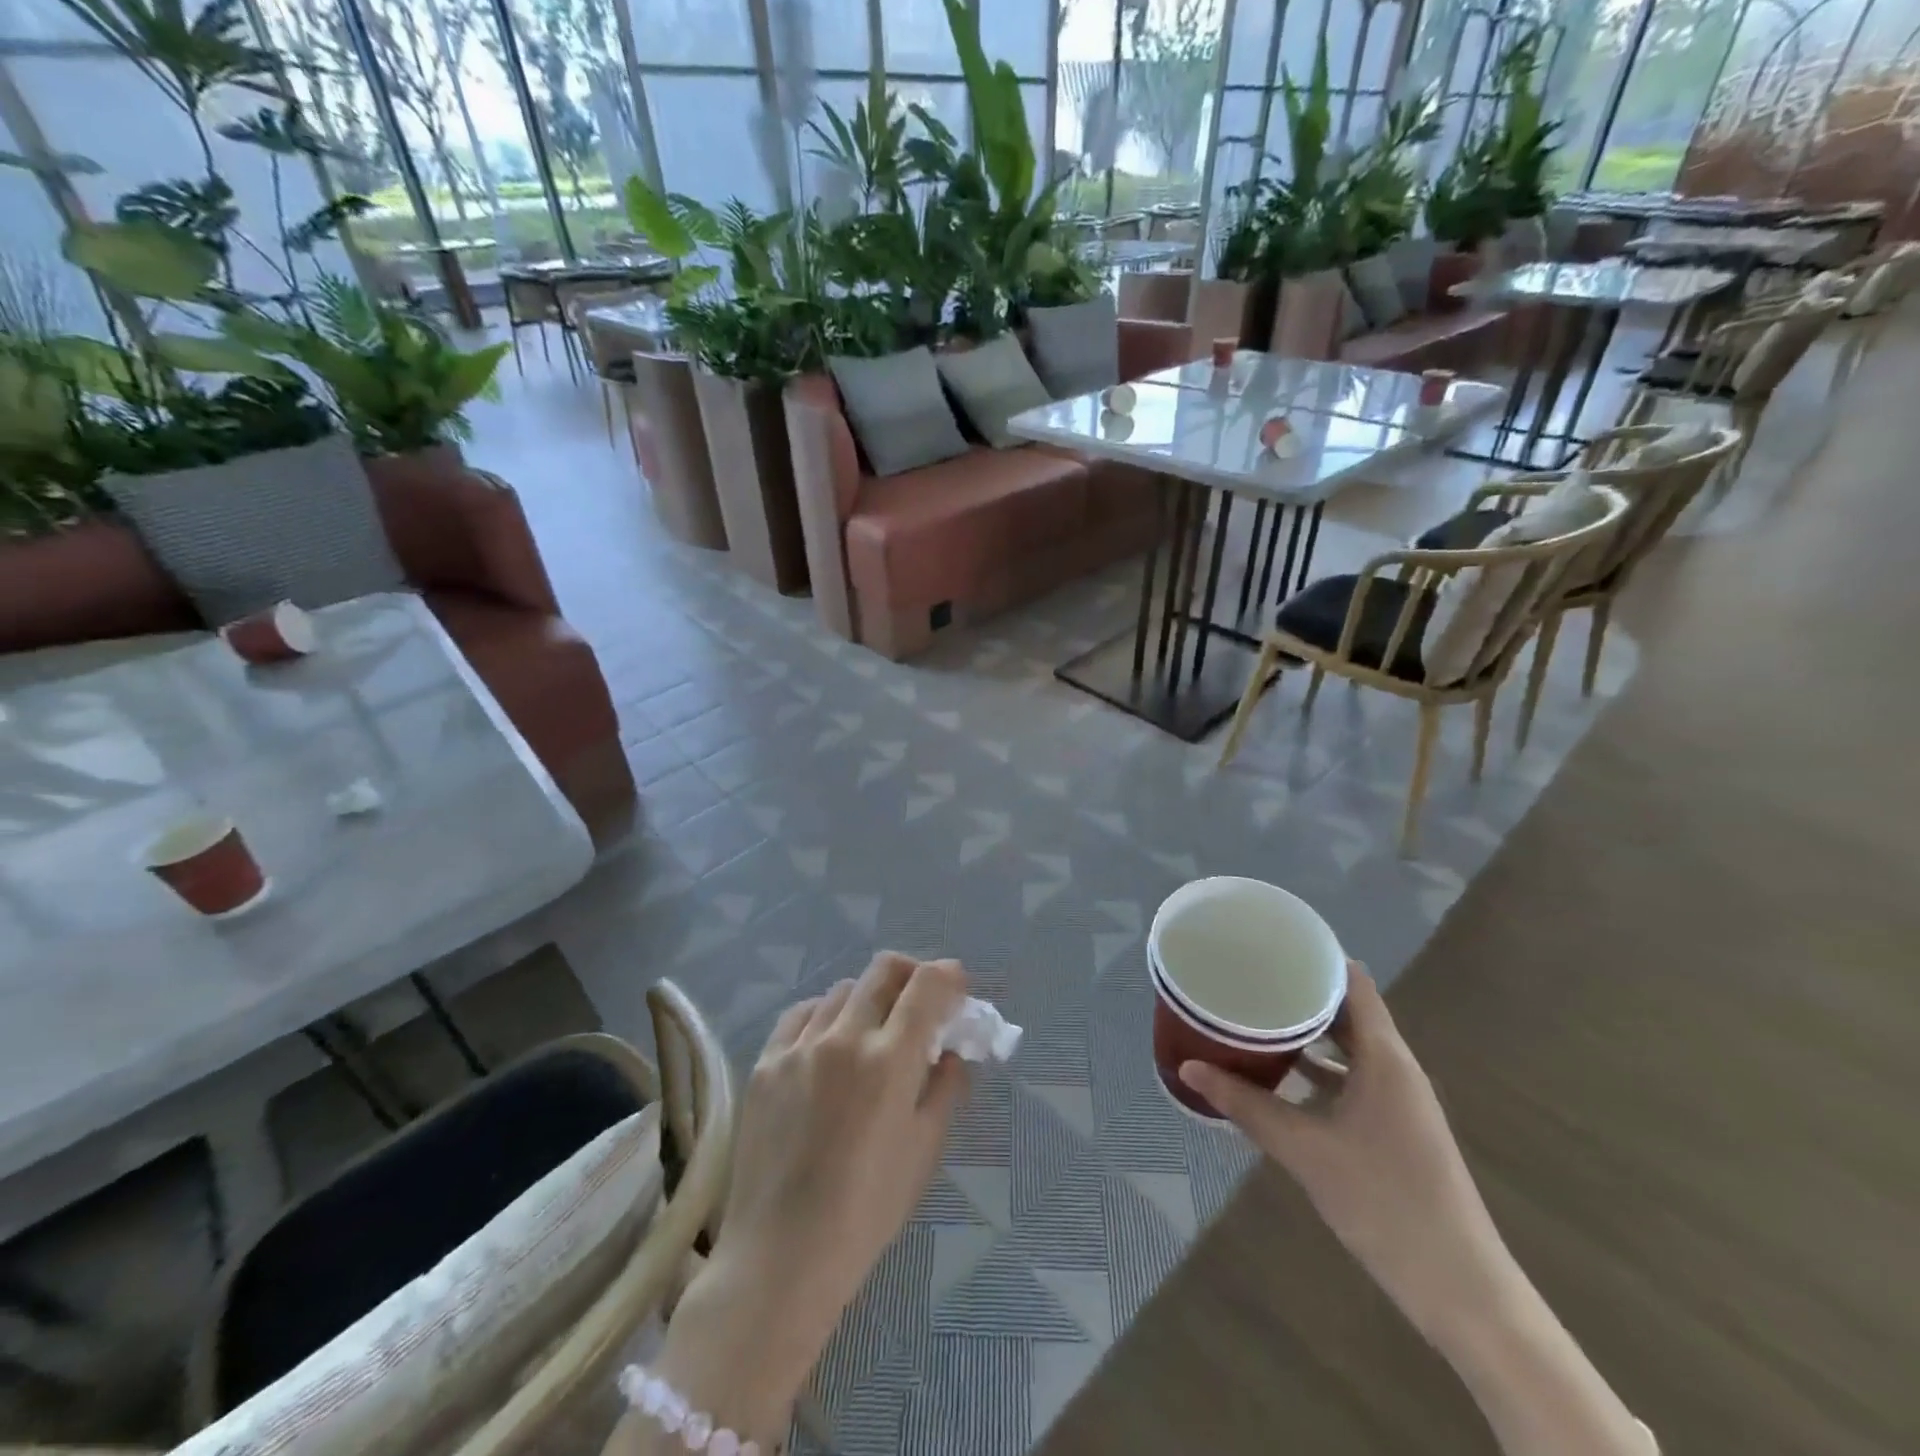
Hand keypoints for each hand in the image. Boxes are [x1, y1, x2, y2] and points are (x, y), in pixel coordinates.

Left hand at [722, 953, 968, 1337]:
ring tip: (872, 1030)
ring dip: (868, 998)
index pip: (925, 986)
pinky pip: (801, 1014)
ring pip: (842, 989)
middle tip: (920, 1000)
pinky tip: (828, 1041)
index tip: (956, 987)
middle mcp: (844, 1038)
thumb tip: (950, 1053)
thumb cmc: (867, 1210)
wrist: (782, 1255)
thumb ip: (945, 1089)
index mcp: (890, 1060)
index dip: (948, 975)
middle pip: (883, 970)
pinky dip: (825, 1014)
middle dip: (911, 974)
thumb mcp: (924, 1150)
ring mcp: (799, 1046)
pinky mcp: (766, 1062)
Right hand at [1179, 962, 1510, 1348]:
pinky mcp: (1394, 1127)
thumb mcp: (1304, 1149)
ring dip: (1307, 1032)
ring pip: (1348, 1047)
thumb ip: (1245, 1105)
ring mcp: (1398, 1099)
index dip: (1314, 957)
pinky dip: (1318, 1069)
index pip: (1352, 982)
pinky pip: (1352, 1077)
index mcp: (1385, 1057)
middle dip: (1299, 992)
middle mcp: (1396, 1068)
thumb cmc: (1384, 1202)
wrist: (1460, 1289)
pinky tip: (1279, 1077)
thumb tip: (1188, 1068)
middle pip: (1347, 1010)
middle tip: (1248, 978)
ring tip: (1254, 1018)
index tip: (1268, 944)